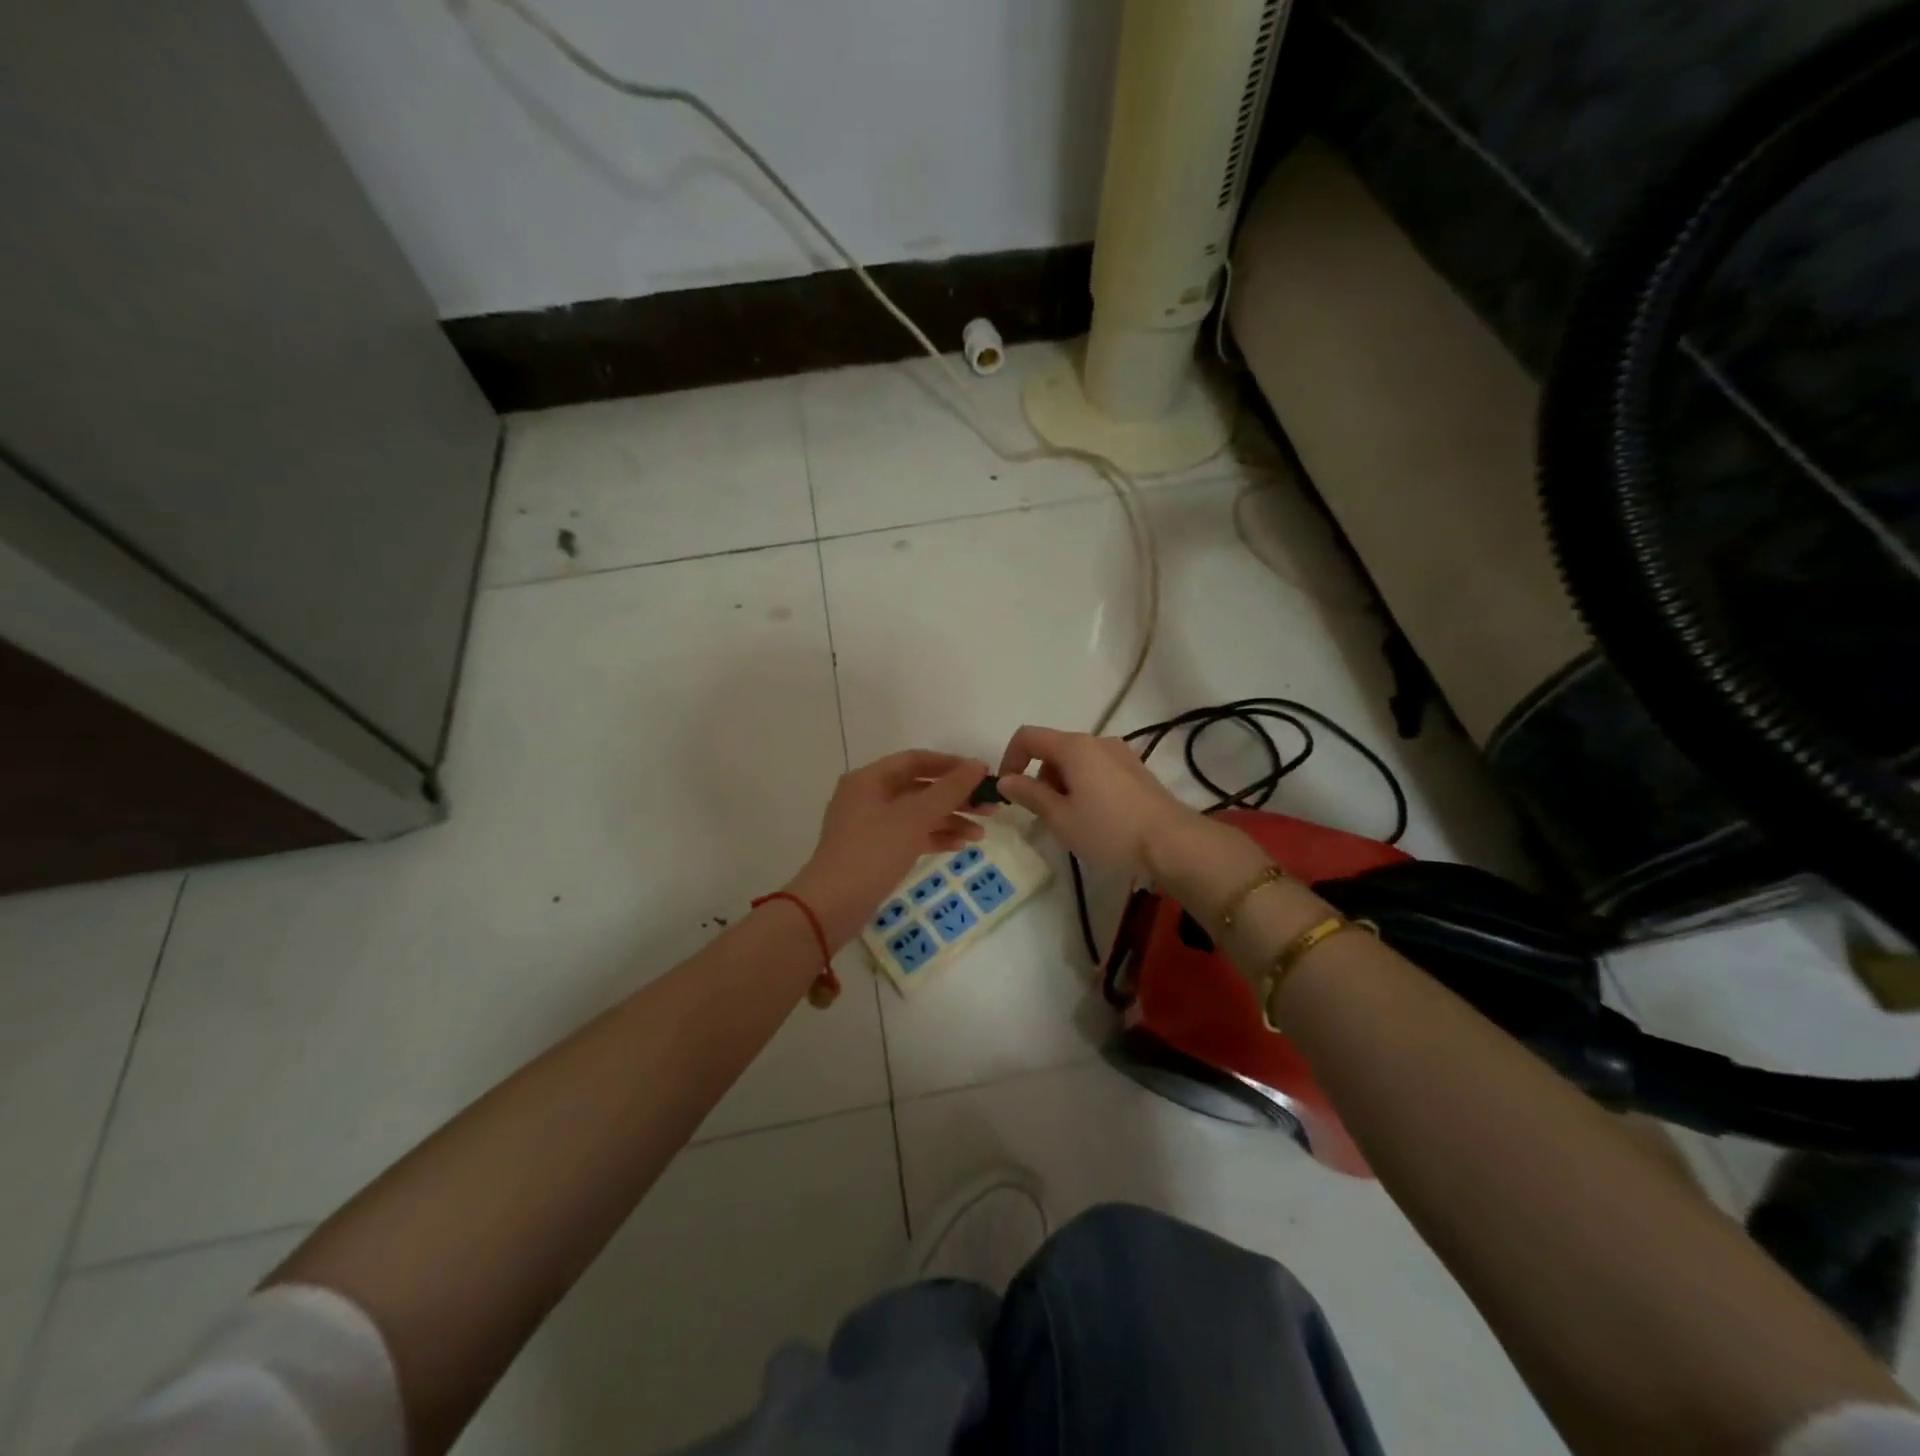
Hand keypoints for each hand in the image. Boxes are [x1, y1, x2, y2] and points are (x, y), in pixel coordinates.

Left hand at [787, 751, 990, 946]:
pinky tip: (960, 846)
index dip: (952, 765)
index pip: (916, 760)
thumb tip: (977, 765)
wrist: (832, 906)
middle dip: (955, 797)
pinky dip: (934, 838)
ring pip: (917, 814)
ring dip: (949, 820)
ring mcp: (870, 825)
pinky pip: (910, 835)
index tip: (983, 774)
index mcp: (870, 779)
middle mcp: (868, 796)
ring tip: (981, 834)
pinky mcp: (874, 851)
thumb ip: (949, 790)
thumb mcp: (914, 818)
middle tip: (989, 808)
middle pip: (919, 788)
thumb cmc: (873, 852)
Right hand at [995, 725, 1196, 878]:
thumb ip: (1030, 794)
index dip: (1010, 759)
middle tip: (1045, 815)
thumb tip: (1006, 780)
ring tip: (1072, 822)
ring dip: (1063, 785)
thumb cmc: (1109, 830)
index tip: (1008, 791)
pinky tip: (1096, 819)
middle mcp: (1097, 741)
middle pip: (1053, 749)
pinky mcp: (1136, 770)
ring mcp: (1120, 754)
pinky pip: (1097, 769)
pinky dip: (1085, 786)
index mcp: (1074, 747)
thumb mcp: (1060, 817)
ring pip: (1076, 761)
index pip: (1028, 737)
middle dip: (1040, 778)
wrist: (1172, 842)